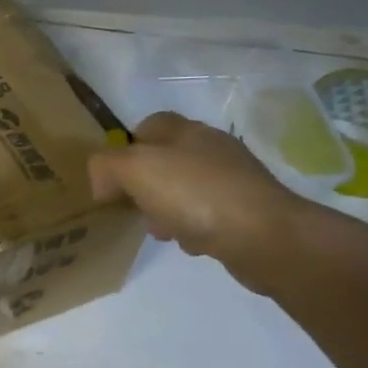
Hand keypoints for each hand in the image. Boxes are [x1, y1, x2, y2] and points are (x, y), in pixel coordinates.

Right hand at [88, 112, 309, 289]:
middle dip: (145, 186)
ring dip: (167, 210)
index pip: (149, 124)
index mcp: (186, 131)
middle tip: (134, 209)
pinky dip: (195, 228)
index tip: (114, 178)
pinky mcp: (248, 210)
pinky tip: (192, 243)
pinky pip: (209, 215)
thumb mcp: (135, 169)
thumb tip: (102, 182)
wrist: (265, 236)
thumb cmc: (195, 194)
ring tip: (162, 231)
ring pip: (185, 190)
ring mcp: (234, 179)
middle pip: (166, 160)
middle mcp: (212, 148)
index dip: (127, 147)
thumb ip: (106, 166)